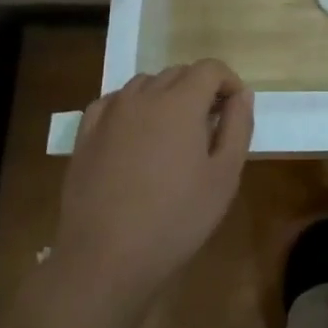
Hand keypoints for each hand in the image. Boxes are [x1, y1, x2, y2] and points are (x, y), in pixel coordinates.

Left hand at [52, 61, 253, 313]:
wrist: (105, 259)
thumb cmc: (176, 219)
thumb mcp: (225, 175)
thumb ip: (238, 126)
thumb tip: (241, 94)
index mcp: (180, 102)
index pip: (210, 68)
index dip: (228, 82)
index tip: (234, 110)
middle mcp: (143, 96)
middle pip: (178, 72)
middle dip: (199, 89)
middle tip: (209, 125)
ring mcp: (110, 114)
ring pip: (144, 84)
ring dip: (165, 95)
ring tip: (172, 132)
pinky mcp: (85, 135)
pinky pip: (113, 103)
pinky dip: (131, 107)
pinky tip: (135, 134)